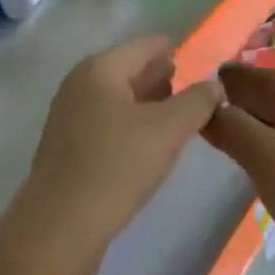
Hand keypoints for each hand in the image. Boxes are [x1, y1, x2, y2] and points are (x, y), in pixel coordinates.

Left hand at [20, 37, 223, 269]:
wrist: (60, 227)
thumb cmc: (116, 165)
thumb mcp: (168, 130)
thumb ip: (197, 102)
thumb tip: (214, 85)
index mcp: (100, 68)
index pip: (143, 46)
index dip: (171, 49)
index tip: (196, 56)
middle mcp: (80, 84)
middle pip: (127, 70)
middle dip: (159, 77)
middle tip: (191, 86)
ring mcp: (68, 116)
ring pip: (116, 98)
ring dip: (145, 103)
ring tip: (176, 115)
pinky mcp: (66, 148)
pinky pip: (105, 122)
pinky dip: (129, 124)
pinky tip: (148, 144)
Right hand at [203, 65, 274, 274]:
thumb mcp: (267, 157)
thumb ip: (234, 128)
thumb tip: (207, 106)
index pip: (272, 78)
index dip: (243, 75)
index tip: (213, 74)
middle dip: (250, 97)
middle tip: (215, 102)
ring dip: (260, 124)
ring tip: (231, 132)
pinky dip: (271, 150)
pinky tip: (260, 167)